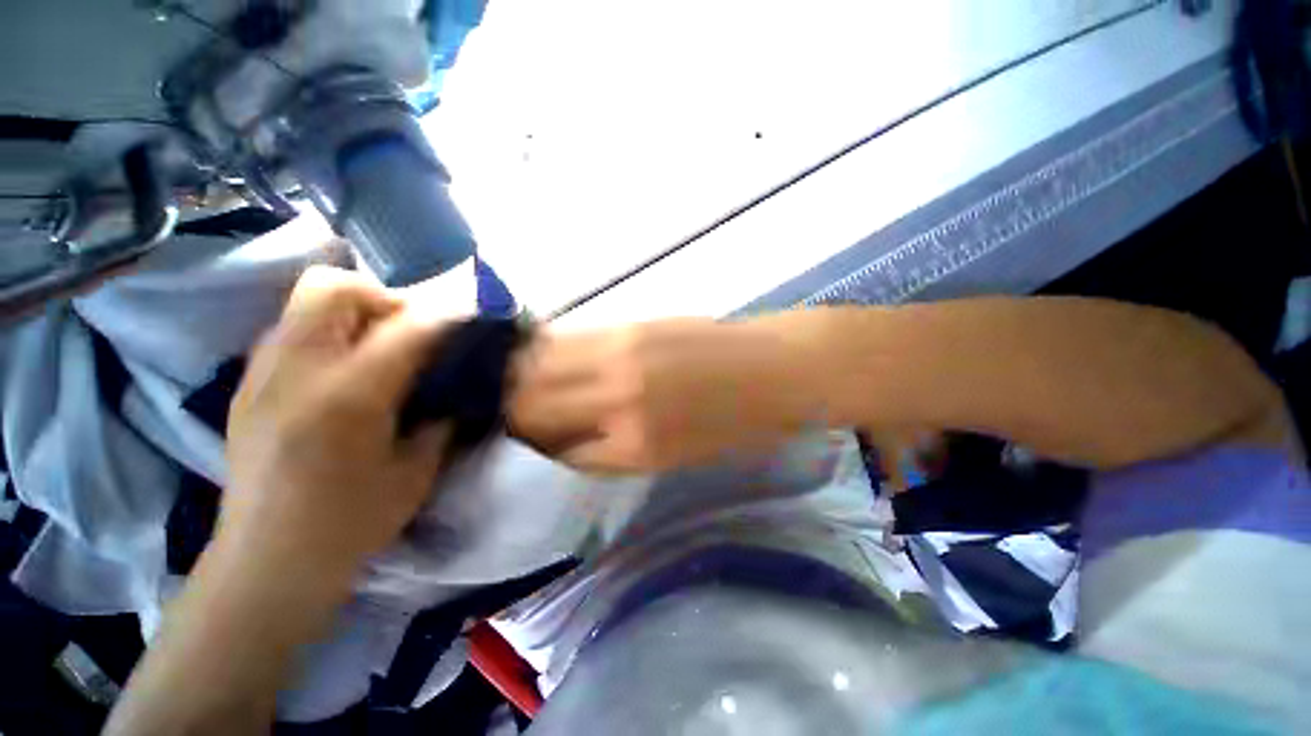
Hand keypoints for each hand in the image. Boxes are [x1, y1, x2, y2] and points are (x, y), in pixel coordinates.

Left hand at [223, 266, 451, 584]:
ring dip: (356, 313)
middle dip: (384, 299)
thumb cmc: (350, 523)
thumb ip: (442, 417)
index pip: (406, 328)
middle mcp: (298, 370)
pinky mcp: (249, 384)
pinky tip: (346, 373)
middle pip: (335, 287)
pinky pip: (294, 331)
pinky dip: (329, 334)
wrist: (267, 561)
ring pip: (307, 302)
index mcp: (348, 397)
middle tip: (410, 335)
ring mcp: (263, 373)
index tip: (472, 316)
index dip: (447, 315)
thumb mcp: (417, 471)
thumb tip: (462, 385)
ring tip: (380, 351)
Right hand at [509, 318, 806, 472]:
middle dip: (511, 410)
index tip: (523, 441)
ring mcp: (621, 355)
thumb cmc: (735, 425)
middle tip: (508, 409)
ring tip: (517, 379)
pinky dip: (548, 349)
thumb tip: (567, 437)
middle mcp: (617, 401)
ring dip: (520, 374)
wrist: (777, 372)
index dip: (533, 449)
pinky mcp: (631, 325)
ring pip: (539, 365)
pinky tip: (545, 352)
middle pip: (531, 405)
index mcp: (635, 448)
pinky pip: (569, 339)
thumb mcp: (674, 456)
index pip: (555, 453)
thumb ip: (614, 447)